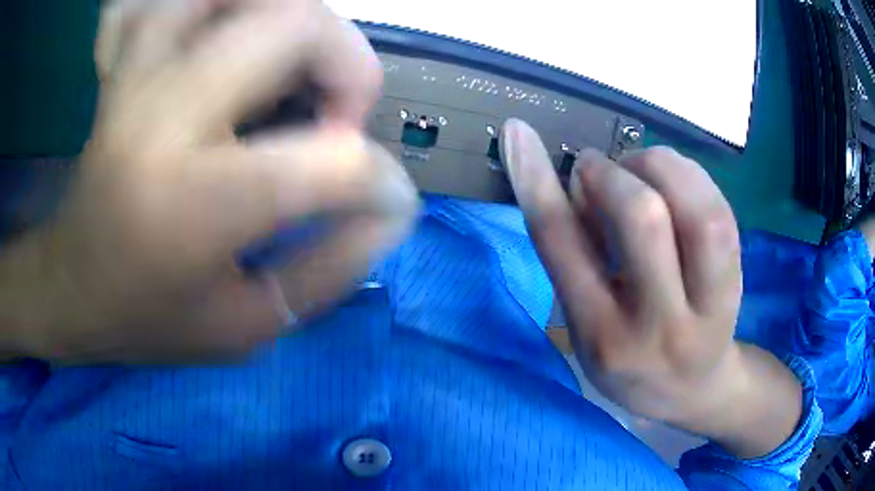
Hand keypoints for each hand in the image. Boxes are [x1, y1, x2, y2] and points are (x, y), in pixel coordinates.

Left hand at [3, 0, 417, 361]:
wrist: (72, 288)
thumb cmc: (151, 320)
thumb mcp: (247, 327)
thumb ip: (329, 269)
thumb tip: (391, 210)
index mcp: (198, 204)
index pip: (331, 159)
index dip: (379, 178)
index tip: (386, 200)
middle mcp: (167, 115)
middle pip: (294, 24)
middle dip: (349, 63)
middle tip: (339, 116)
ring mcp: (141, 76)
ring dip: (288, 19)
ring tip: (291, 72)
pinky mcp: (126, 66)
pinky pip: (177, 1)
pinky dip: (220, 7)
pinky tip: (231, 41)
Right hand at [502, 119, 801, 457]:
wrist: (695, 389)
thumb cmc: (631, 360)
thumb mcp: (587, 329)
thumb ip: (577, 261)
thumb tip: (579, 186)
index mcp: (601, 335)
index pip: (563, 247)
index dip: (537, 180)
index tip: (518, 132)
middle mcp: (656, 326)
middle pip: (643, 217)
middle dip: (613, 172)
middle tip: (600, 170)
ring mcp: (707, 307)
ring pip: (696, 209)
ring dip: (660, 166)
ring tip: (643, 171)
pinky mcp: (738, 285)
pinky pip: (721, 212)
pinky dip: (690, 177)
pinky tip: (675, 182)